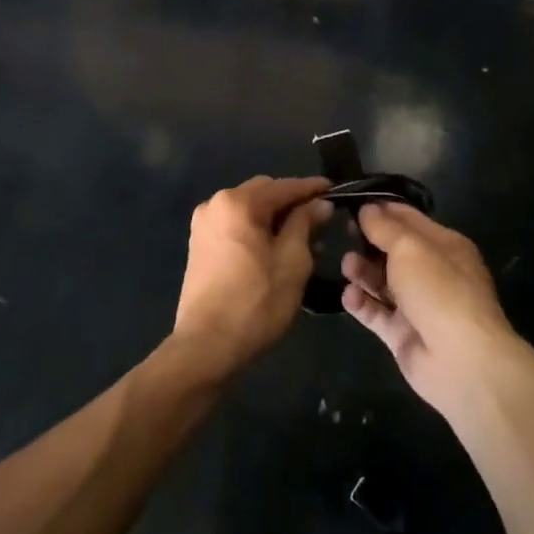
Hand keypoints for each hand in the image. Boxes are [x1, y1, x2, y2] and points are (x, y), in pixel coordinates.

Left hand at [173, 176, 330, 374]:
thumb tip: (319, 204)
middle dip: (291, 202)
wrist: (206, 346)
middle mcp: (215, 204)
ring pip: (248, 210)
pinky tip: (274, 247)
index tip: (334, 190)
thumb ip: (305, 223)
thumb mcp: (292, 261)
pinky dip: (256, 229)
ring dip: (274, 217)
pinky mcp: (199, 245)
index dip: (311, 188)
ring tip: (301, 236)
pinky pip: (234, 225)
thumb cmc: (256, 302)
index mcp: (237, 203)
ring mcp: (203, 225)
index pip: (283, 187)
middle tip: (320, 218)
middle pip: (262, 193)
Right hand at [341, 203, 521, 419]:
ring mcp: (418, 305)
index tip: (350, 202)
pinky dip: (362, 303)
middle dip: (368, 242)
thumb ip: (384, 227)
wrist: (460, 361)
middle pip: (393, 251)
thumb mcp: (409, 248)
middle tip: (340, 233)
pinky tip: (348, 296)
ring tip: (347, 266)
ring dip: (363, 272)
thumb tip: (367, 209)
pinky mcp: (402, 334)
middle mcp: (432, 273)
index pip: (409, 219)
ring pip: (383, 282)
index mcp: (444, 246)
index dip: (381, 209)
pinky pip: (377, 313)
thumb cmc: (438, 290)